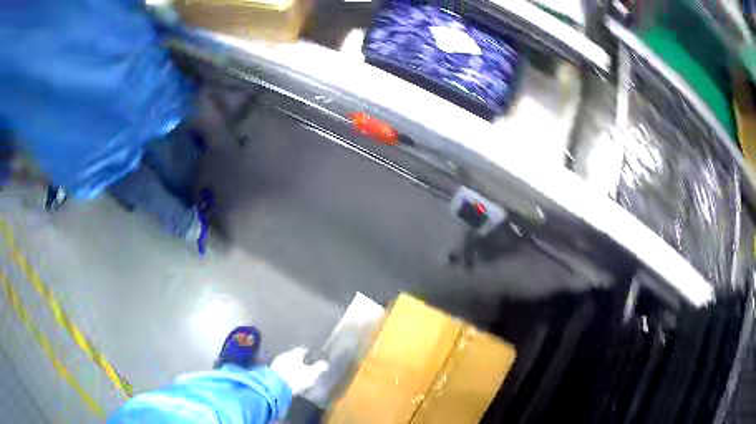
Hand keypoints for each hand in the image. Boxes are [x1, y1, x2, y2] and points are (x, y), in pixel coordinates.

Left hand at [270, 347, 328, 393]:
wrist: (275, 385)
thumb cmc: (296, 378)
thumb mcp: (311, 374)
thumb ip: (319, 368)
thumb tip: (325, 363)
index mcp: (295, 353)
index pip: (302, 349)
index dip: (307, 352)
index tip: (311, 355)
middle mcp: (285, 355)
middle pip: (293, 355)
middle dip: (299, 359)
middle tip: (305, 364)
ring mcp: (277, 362)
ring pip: (286, 361)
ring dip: (291, 365)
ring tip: (297, 372)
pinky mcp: (272, 370)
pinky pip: (281, 368)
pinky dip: (286, 370)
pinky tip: (289, 376)